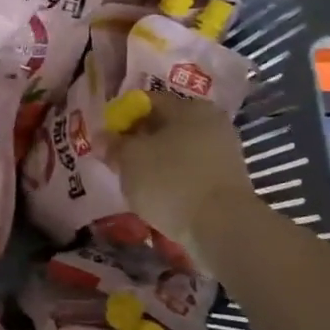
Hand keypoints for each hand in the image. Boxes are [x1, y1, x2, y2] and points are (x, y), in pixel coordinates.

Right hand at [114, 89, 257, 248]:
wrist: (222, 228)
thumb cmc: (170, 181)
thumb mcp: (129, 159)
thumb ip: (113, 145)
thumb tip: (102, 138)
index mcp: (189, 107)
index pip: (146, 101)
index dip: (120, 118)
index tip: (106, 140)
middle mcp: (211, 122)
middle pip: (163, 125)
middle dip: (138, 141)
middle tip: (116, 161)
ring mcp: (223, 152)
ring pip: (177, 150)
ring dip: (154, 161)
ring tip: (134, 181)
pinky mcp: (227, 180)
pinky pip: (189, 171)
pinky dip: (172, 178)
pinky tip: (157, 195)